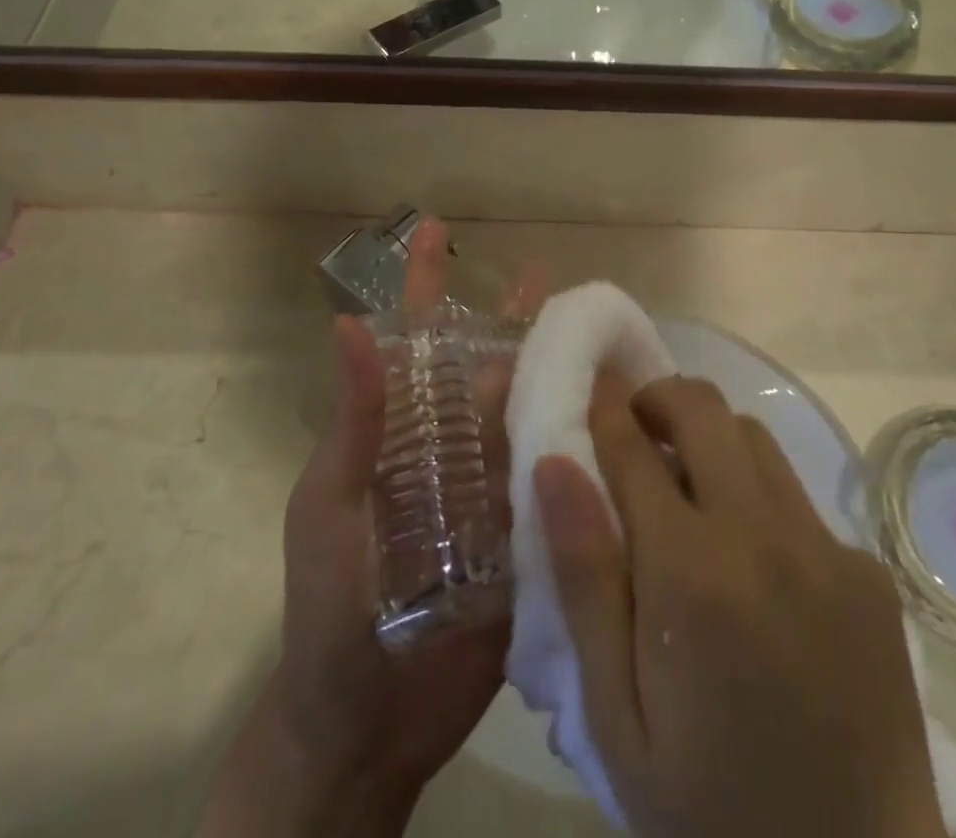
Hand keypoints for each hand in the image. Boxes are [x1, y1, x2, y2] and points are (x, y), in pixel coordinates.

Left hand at [200, 220, 549, 837]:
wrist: (368, 727)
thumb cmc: (331, 610)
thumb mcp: (330, 508)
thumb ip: (352, 423)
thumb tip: (350, 324)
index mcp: (403, 431)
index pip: (416, 340)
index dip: (423, 281)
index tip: (436, 228)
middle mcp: (453, 446)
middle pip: (490, 364)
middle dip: (517, 317)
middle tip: (558, 275)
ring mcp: (494, 487)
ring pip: (532, 410)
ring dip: (561, 369)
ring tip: (603, 330)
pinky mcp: (529, 531)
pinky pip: (561, 473)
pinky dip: (588, 437)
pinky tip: (624, 412)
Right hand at [534, 377, 948, 837]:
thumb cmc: (710, 813)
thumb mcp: (616, 717)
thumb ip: (584, 580)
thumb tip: (555, 465)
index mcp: (690, 573)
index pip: (632, 447)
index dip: (603, 407)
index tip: (588, 386)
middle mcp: (764, 537)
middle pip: (703, 409)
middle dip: (658, 399)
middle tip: (634, 431)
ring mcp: (826, 549)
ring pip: (754, 437)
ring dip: (710, 438)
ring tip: (687, 486)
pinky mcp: (868, 572)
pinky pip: (798, 497)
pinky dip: (759, 496)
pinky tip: (752, 561)